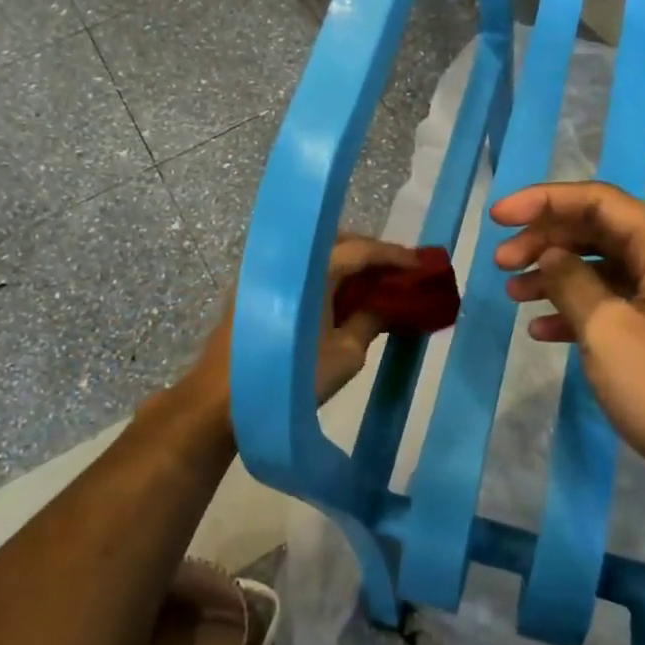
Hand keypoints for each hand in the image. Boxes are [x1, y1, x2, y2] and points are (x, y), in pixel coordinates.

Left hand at [190, 235, 420, 409]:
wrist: (222, 401)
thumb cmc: (291, 377)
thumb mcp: (346, 354)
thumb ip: (369, 321)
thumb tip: (383, 305)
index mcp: (312, 270)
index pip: (360, 250)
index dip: (394, 256)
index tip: (421, 263)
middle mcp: (287, 261)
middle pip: (336, 243)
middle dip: (370, 253)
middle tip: (398, 271)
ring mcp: (266, 274)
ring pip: (315, 257)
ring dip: (345, 265)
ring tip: (373, 284)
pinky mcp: (254, 292)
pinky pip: (298, 273)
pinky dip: (322, 278)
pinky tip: (338, 298)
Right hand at [493, 182, 644, 520]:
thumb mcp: (610, 332)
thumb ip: (573, 284)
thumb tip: (551, 256)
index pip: (597, 201)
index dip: (543, 201)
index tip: (498, 218)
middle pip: (598, 232)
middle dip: (545, 240)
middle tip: (501, 262)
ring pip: (603, 271)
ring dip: (556, 277)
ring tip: (513, 293)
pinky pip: (615, 308)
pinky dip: (577, 313)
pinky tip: (543, 332)